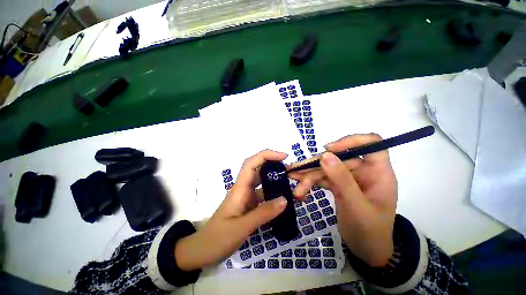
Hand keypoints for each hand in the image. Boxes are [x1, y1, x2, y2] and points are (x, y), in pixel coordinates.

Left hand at [175, 150, 287, 270]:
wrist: (202, 251)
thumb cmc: (217, 238)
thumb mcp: (241, 227)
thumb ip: (263, 213)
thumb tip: (285, 199)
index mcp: (240, 188)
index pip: (252, 163)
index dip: (267, 155)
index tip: (284, 156)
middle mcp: (244, 189)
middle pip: (259, 170)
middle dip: (274, 166)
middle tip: (291, 171)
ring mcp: (247, 197)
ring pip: (262, 183)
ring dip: (276, 181)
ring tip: (292, 185)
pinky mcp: (249, 206)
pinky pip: (264, 196)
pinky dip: (274, 195)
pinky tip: (284, 201)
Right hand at [289, 134, 396, 266]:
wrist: (366, 250)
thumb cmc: (370, 231)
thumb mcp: (356, 206)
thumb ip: (342, 180)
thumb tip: (325, 155)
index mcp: (378, 172)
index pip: (371, 143)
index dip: (351, 141)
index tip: (328, 149)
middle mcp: (363, 171)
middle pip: (338, 159)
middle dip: (316, 167)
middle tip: (296, 173)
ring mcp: (349, 178)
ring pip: (326, 168)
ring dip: (309, 175)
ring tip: (293, 181)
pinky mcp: (338, 185)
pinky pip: (322, 178)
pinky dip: (310, 182)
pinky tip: (299, 186)